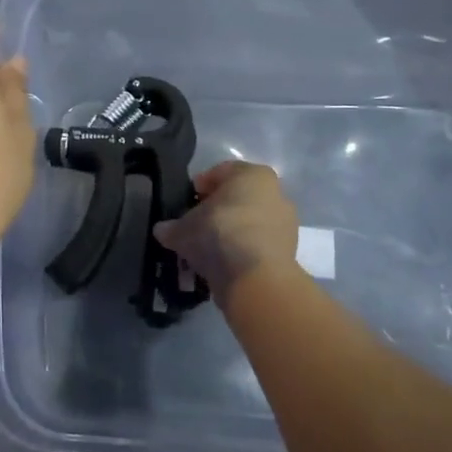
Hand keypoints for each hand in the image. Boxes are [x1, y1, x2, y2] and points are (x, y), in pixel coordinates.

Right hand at [153, 161, 298, 297]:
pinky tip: (223, 263)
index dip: (199, 187)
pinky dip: (242, 250)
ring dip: (230, 232)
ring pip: (249, 222)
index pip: (219, 172)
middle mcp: (275, 192)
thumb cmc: (219, 234)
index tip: (186, 202)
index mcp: (252, 174)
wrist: (256, 279)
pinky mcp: (289, 250)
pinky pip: (257, 244)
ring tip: (207, 249)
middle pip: (238, 197)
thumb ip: (171, 227)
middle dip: (216, 210)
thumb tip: (162, 230)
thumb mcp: (183, 229)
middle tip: (195, 225)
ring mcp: (285, 223)